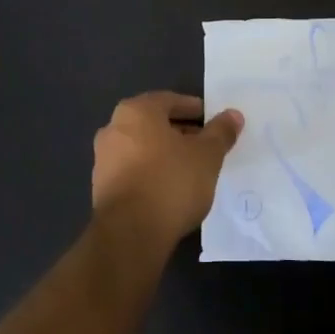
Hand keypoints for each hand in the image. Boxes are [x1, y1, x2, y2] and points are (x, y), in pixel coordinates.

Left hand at [92, 92, 243, 248]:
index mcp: (136, 112)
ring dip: (165, 154)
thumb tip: (233, 115)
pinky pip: (134, 170)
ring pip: (142, 148)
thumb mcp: (207, 155)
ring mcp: (103, 159)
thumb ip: (220, 132)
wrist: (131, 233)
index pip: (169, 101)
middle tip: (206, 145)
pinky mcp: (102, 187)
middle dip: (180, 132)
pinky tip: (170, 188)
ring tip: (192, 169)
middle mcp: (113, 129)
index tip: (213, 121)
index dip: (194, 109)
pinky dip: (152, 173)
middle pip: (154, 124)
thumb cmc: (171, 181)